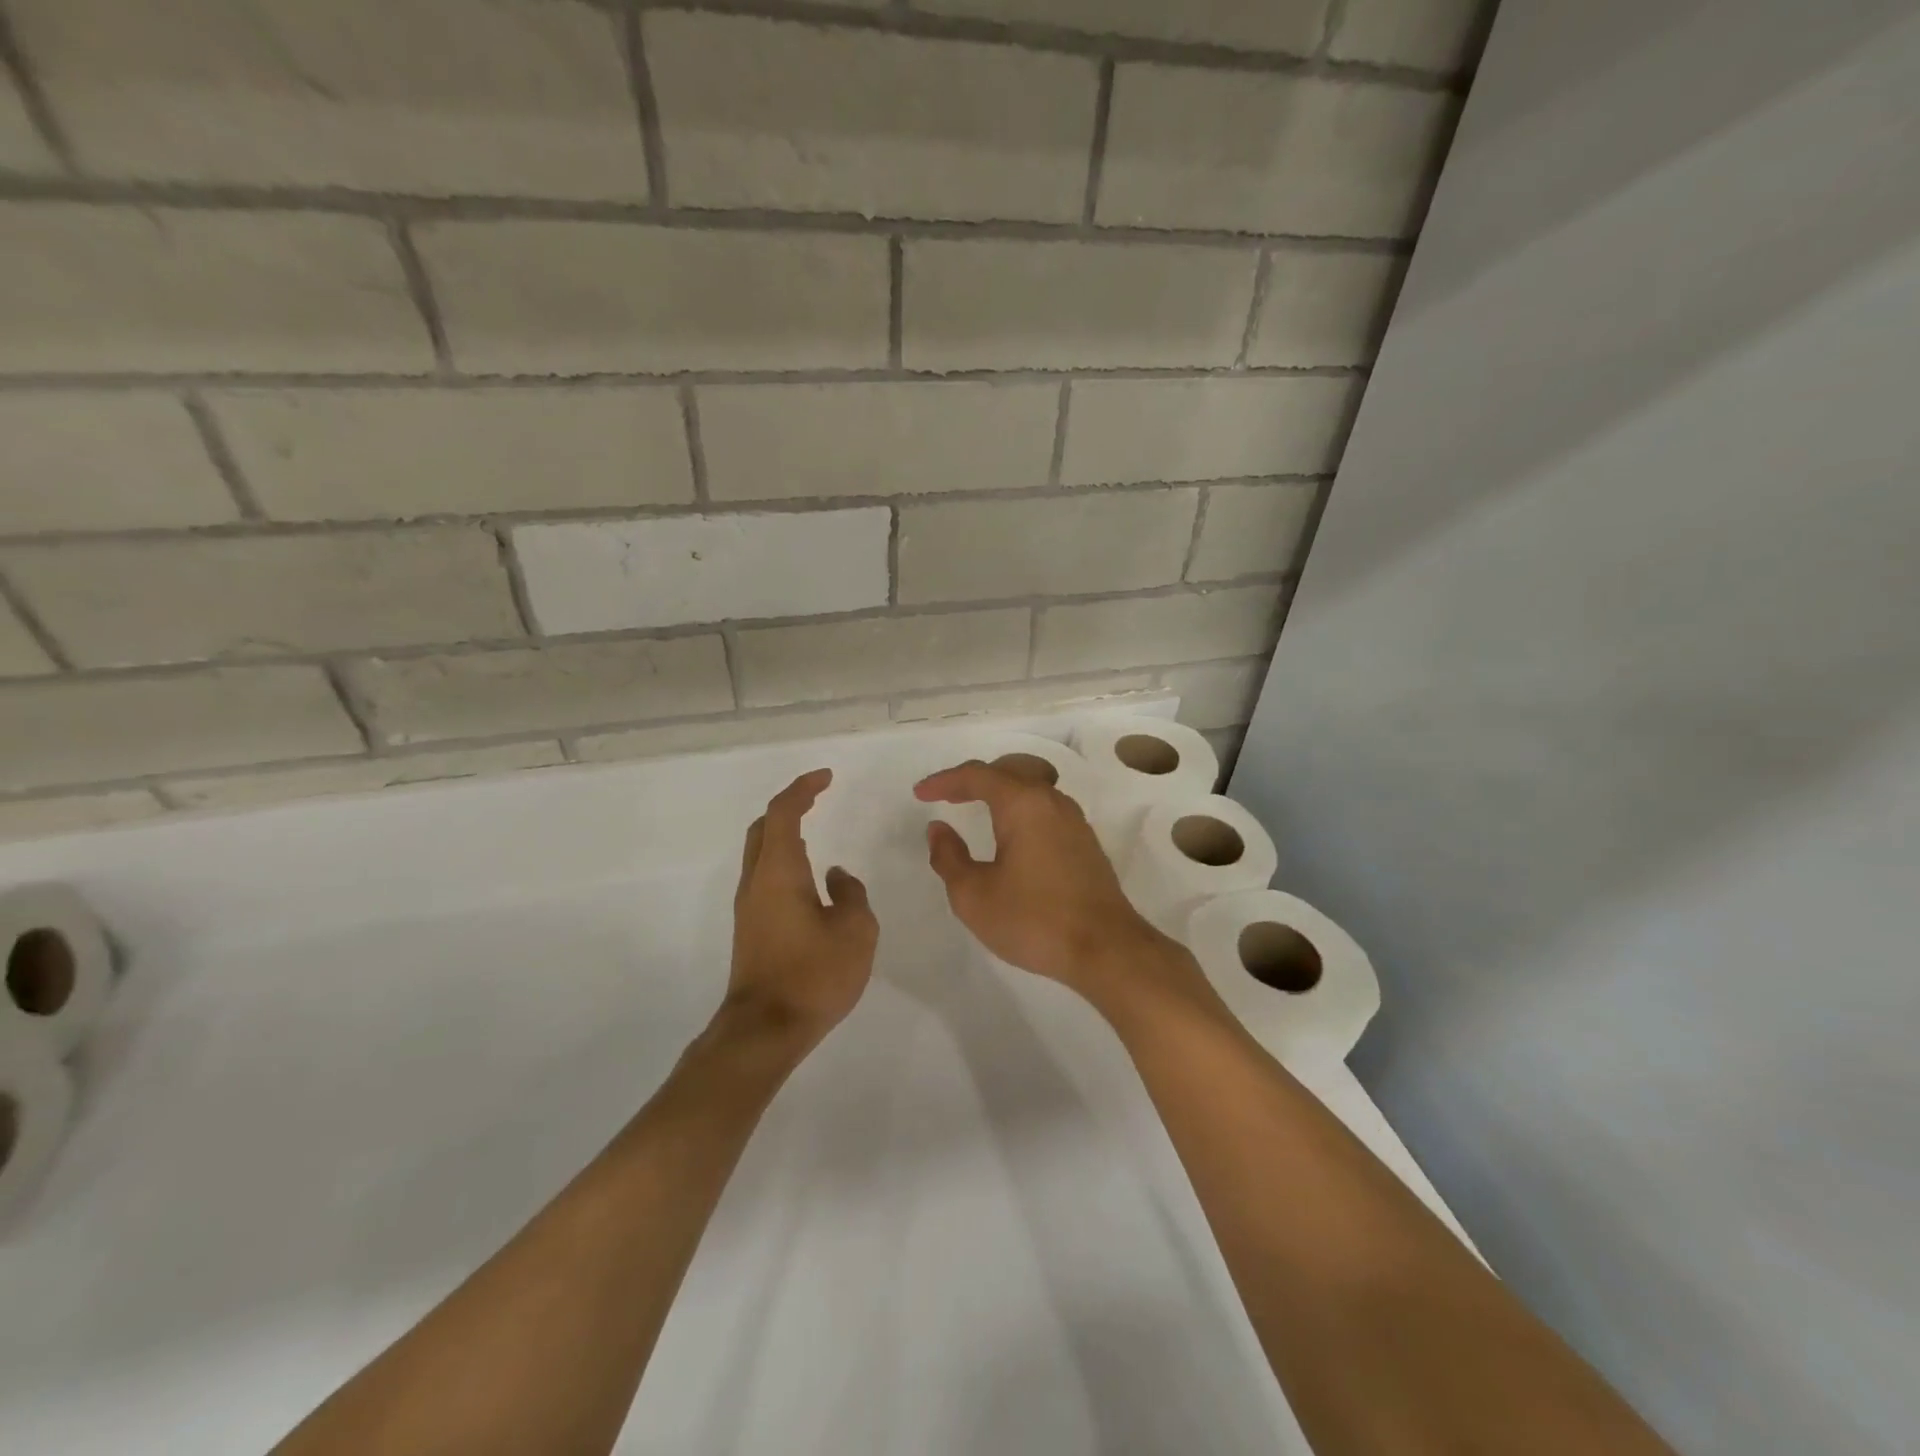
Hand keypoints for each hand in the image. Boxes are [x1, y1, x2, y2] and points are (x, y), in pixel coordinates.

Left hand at [722, 769, 877, 1052]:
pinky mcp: (750, 929)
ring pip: (759, 853)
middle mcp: (756, 882)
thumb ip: (852, 894)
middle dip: (788, 806)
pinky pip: (764, 877)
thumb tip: (836, 877)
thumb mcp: (855, 931)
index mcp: (779, 872)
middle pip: (763, 828)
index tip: (826, 777)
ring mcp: (748, 907)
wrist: (764, 1030)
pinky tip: (807, 878)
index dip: (803, 789)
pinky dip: (783, 861)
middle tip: (816, 798)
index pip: (784, 813)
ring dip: (783, 834)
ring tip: (814, 832)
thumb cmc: (813, 975)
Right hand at [915, 759, 1172, 1002]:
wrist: (1106, 949)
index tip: (920, 794)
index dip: (944, 781)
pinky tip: (1011, 834)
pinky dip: (1020, 809)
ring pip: (1031, 788)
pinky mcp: (1085, 843)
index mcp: (1023, 803)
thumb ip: (949, 857)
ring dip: (1000, 791)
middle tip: (946, 795)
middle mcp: (1051, 801)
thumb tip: (939, 829)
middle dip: (973, 779)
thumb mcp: (974, 895)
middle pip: (1008, 772)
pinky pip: (1045, 809)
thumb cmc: (1033, 920)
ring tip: (975, 807)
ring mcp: (1074, 821)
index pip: (977, 776)